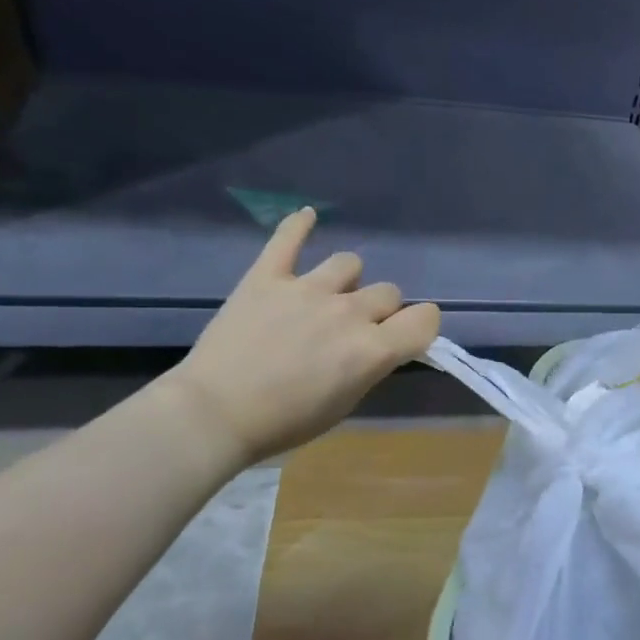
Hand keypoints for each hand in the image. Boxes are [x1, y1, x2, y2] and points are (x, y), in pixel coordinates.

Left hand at [159, 209, 440, 465]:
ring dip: (346, 281)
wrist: (213, 415)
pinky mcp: (267, 277)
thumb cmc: (284, 422)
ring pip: (350, 263)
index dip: (422, 326)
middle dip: (380, 311)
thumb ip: (370, 366)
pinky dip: (299, 226)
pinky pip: (288, 238)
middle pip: (388, 292)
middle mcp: (348, 312)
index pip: (425, 319)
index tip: (407, 336)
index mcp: (372, 350)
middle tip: (354, 331)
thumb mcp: (345, 404)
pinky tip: (307, 217)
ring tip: (325, 297)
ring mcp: (307, 289)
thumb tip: (378, 345)